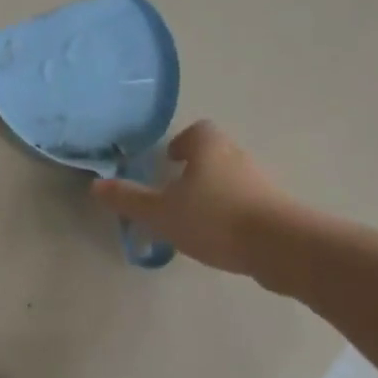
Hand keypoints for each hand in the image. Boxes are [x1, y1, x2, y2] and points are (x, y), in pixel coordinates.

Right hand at [90, 122, 293, 279]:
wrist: (281, 247)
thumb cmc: (214, 219)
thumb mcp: (161, 212)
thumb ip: (129, 199)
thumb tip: (96, 185)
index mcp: (209, 147)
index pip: (197, 131)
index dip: (181, 143)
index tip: (169, 161)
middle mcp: (237, 156)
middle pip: (214, 154)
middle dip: (195, 169)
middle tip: (174, 192)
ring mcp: (260, 182)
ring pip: (230, 179)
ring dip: (213, 192)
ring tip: (193, 219)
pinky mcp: (276, 208)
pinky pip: (246, 202)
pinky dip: (231, 212)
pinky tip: (219, 237)